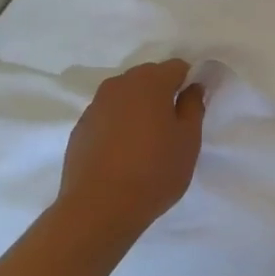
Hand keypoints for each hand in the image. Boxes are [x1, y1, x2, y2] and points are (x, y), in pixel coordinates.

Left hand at [57, 60, 205, 237]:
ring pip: (126, 96)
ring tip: (147, 142)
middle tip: (173, 126)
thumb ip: (194, 106)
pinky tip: (123, 153)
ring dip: (139, 109)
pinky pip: (108, 116)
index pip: (177, 67)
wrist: (98, 208)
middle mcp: (119, 85)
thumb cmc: (154, 171)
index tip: (193, 108)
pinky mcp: (80, 127)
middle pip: (148, 77)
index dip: (189, 83)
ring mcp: (95, 105)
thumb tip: (192, 87)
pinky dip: (119, 125)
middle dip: (163, 93)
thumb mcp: (188, 140)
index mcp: (149, 82)